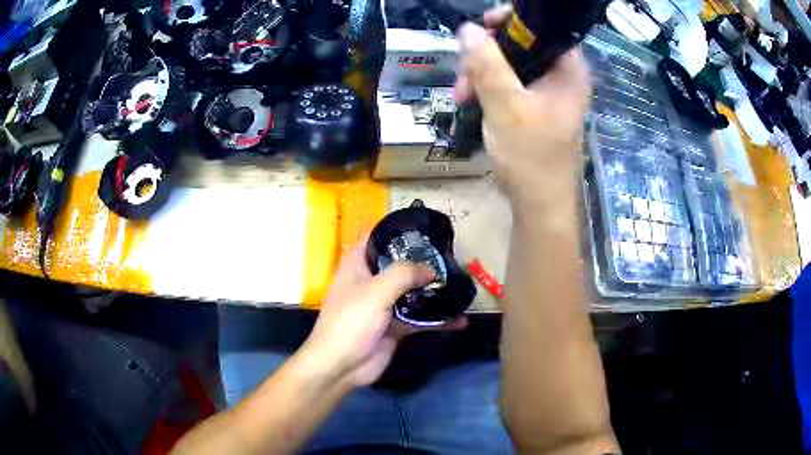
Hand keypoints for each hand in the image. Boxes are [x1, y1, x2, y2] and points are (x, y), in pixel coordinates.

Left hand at [301, 240, 466, 387]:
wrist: (341, 366)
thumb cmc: (351, 322)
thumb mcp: (375, 291)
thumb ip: (404, 274)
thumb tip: (431, 268)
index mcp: (358, 265)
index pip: (377, 238)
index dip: (398, 230)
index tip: (426, 228)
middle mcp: (371, 281)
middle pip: (400, 264)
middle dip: (424, 261)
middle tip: (452, 256)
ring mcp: (384, 305)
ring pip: (412, 291)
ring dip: (433, 290)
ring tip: (461, 283)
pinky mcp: (395, 326)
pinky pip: (419, 318)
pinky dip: (437, 319)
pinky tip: (459, 319)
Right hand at [454, 6, 591, 203]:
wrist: (537, 204)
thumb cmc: (530, 157)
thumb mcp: (506, 107)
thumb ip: (487, 64)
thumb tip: (468, 29)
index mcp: (568, 71)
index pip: (544, 28)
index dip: (513, 21)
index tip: (482, 26)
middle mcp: (562, 76)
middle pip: (523, 44)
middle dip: (487, 54)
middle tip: (464, 73)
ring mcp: (548, 92)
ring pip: (511, 64)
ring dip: (482, 73)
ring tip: (461, 95)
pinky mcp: (535, 106)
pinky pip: (510, 83)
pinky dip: (489, 88)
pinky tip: (471, 100)